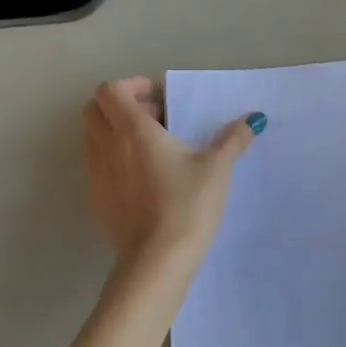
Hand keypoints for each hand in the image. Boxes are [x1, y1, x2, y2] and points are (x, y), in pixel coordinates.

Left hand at [82, 77, 263, 271]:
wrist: (157, 260)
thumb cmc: (187, 205)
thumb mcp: (217, 169)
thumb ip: (233, 140)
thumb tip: (253, 119)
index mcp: (133, 130)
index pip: (111, 90)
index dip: (131, 86)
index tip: (158, 99)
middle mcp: (107, 146)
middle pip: (94, 109)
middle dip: (119, 106)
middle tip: (153, 119)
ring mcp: (97, 175)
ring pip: (92, 137)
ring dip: (114, 132)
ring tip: (149, 149)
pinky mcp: (96, 200)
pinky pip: (96, 166)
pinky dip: (112, 160)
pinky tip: (142, 180)